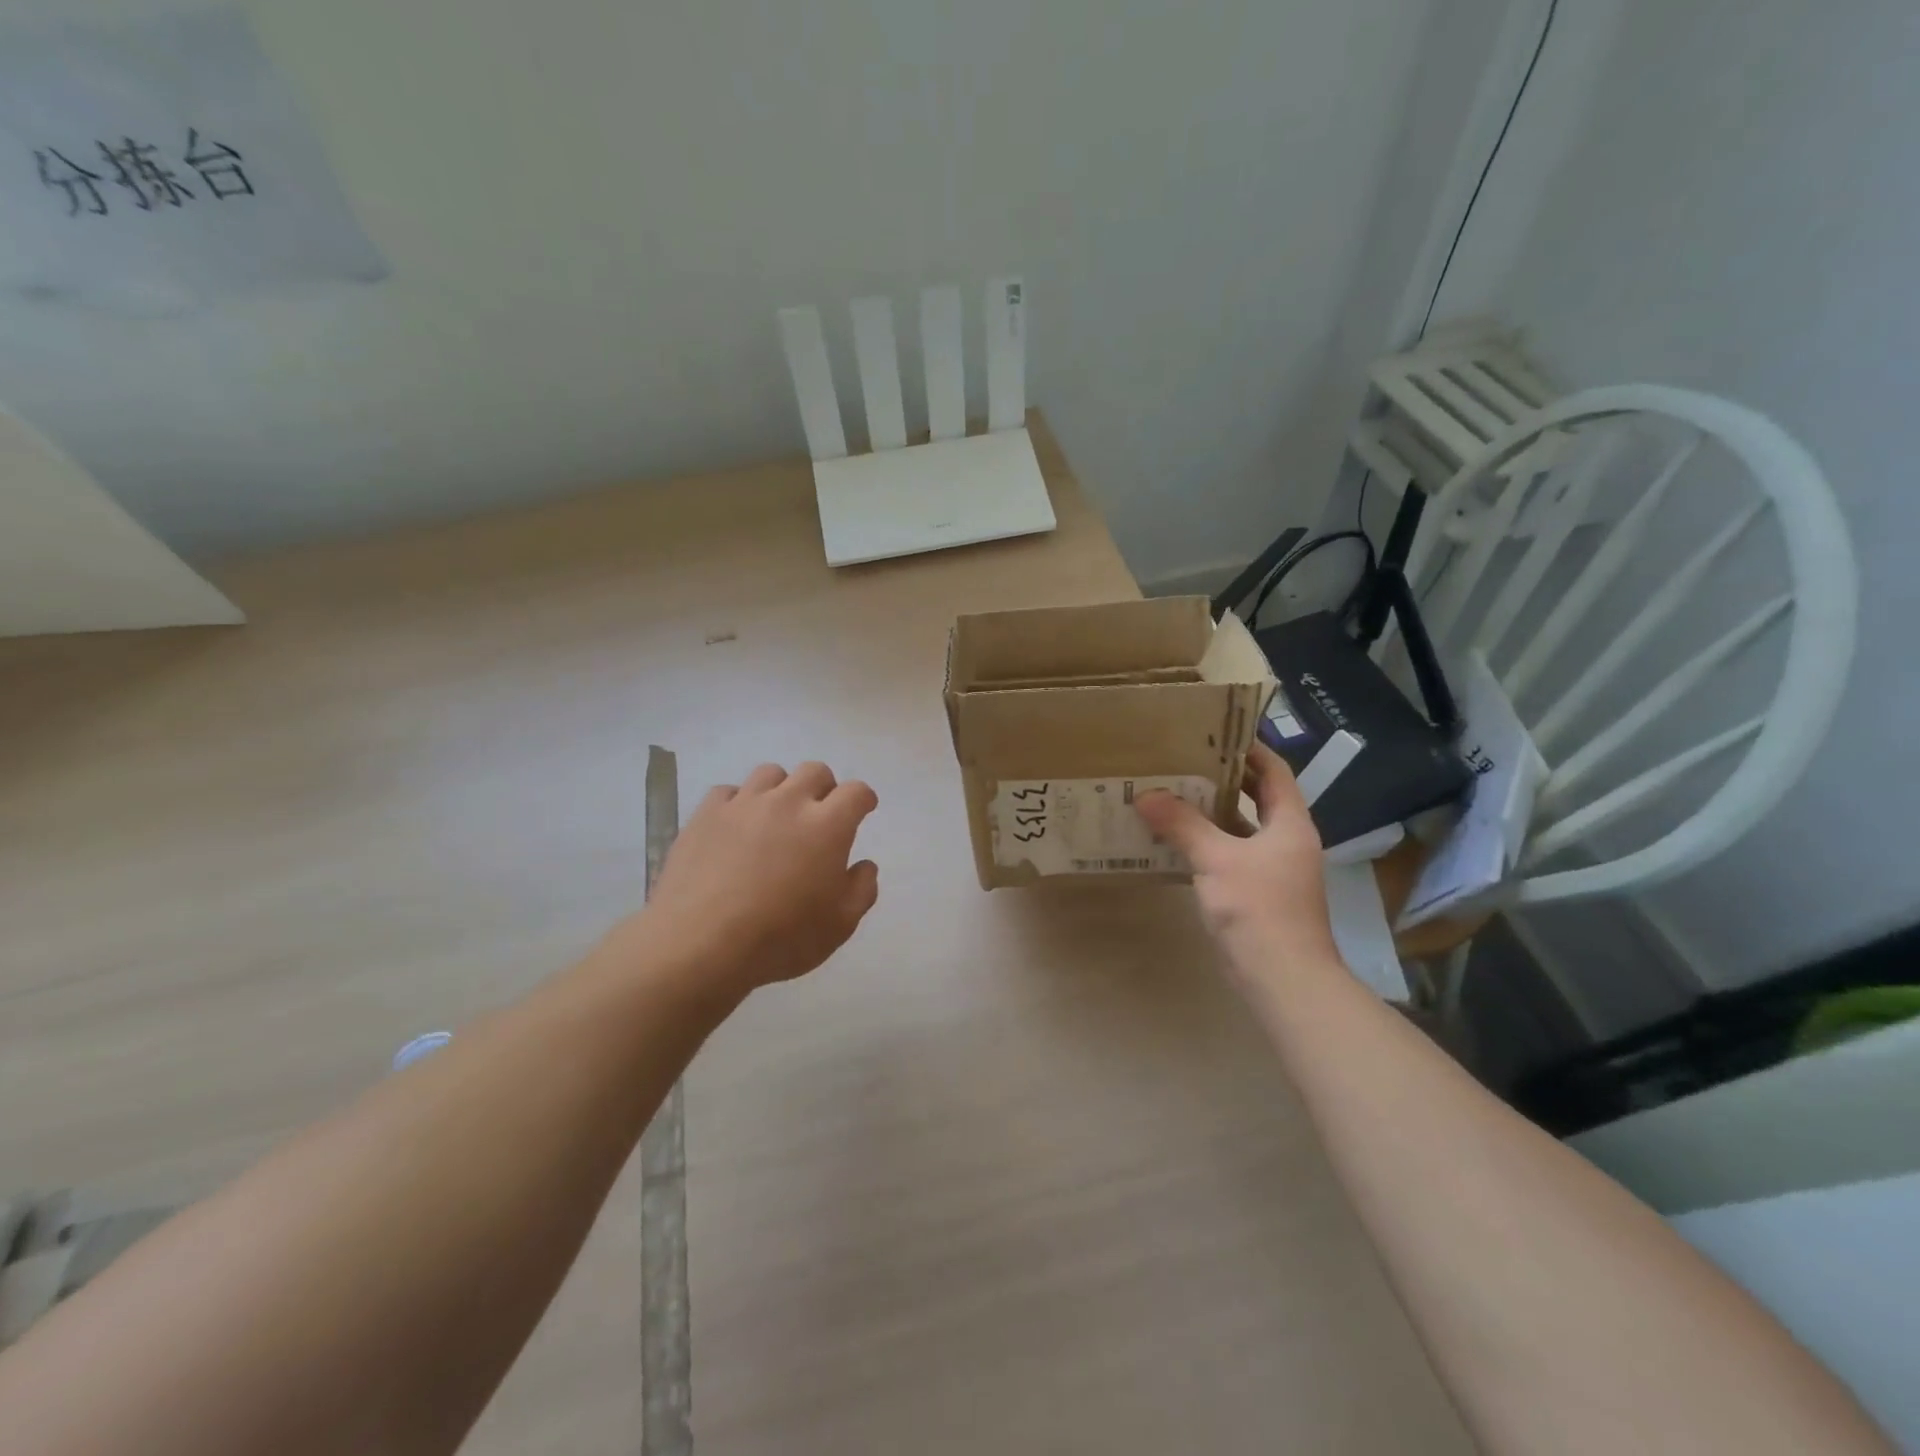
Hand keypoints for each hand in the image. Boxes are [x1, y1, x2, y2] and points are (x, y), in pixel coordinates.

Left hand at [630, 761, 879, 997]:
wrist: (701, 944)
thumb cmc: (781, 938)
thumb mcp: (840, 925)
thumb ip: (861, 889)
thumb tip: (864, 865)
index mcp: (827, 826)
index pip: (856, 792)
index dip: (863, 798)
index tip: (863, 809)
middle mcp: (788, 802)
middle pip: (814, 771)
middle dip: (825, 788)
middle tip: (820, 815)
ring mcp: (743, 804)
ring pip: (771, 773)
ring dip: (782, 789)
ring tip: (776, 816)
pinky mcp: (706, 814)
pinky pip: (728, 792)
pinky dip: (739, 803)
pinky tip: (736, 827)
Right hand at [1135, 743, 1337, 972]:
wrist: (1283, 978)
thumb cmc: (1259, 909)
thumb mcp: (1217, 859)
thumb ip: (1182, 824)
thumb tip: (1146, 795)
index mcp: (1290, 823)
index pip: (1274, 771)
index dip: (1249, 748)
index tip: (1214, 731)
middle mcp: (1285, 840)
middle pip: (1256, 797)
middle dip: (1222, 778)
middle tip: (1182, 759)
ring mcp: (1271, 869)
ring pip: (1239, 828)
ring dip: (1209, 812)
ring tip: (1170, 792)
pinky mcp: (1255, 893)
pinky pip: (1228, 855)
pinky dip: (1204, 843)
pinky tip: (1172, 840)